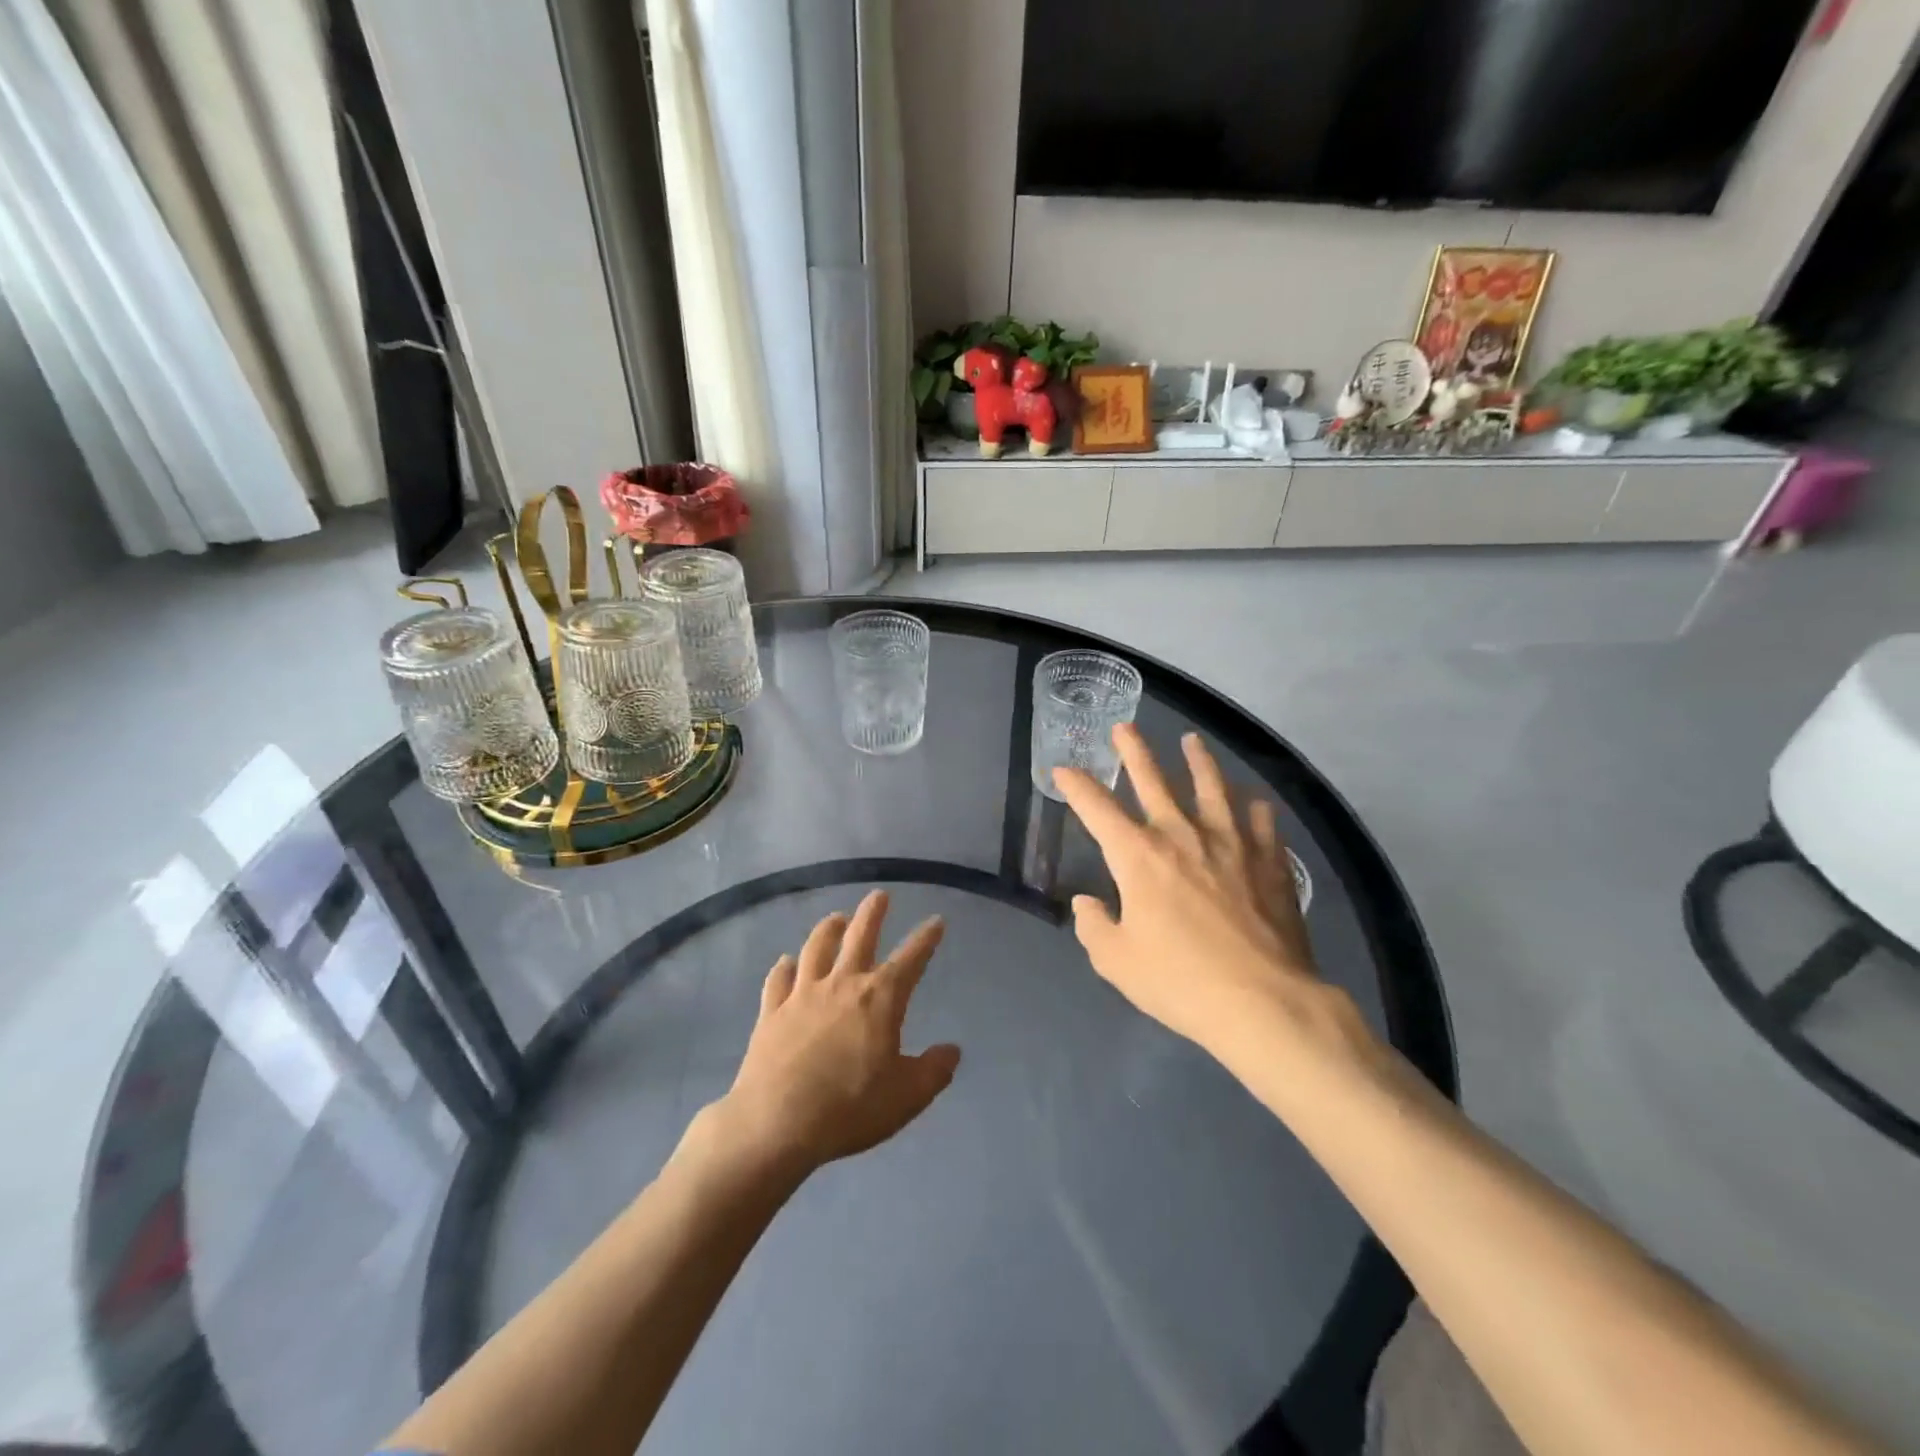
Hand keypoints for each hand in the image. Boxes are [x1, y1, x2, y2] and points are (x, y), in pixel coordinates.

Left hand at [717, 891, 960, 1174]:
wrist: (777, 1123)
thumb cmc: (850, 1108)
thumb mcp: (907, 1096)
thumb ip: (934, 1070)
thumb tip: (952, 1050)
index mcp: (880, 999)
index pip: (911, 959)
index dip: (926, 939)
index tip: (936, 920)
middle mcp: (842, 984)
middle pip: (859, 937)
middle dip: (872, 914)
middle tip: (879, 895)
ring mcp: (802, 995)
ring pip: (816, 948)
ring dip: (827, 929)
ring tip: (835, 918)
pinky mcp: (771, 1012)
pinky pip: (777, 980)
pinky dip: (783, 968)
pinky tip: (785, 962)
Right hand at [1053, 725, 1374, 1066]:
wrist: (1263, 1002)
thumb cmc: (1180, 982)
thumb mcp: (1117, 962)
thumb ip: (1095, 926)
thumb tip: (1088, 902)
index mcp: (1138, 856)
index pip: (1097, 808)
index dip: (1076, 785)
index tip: (1063, 769)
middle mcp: (1181, 834)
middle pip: (1153, 780)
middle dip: (1134, 750)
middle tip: (1124, 726)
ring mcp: (1230, 842)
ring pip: (1211, 786)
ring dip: (1198, 760)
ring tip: (1192, 740)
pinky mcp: (1269, 859)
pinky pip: (1260, 820)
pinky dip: (1253, 807)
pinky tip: (1253, 801)